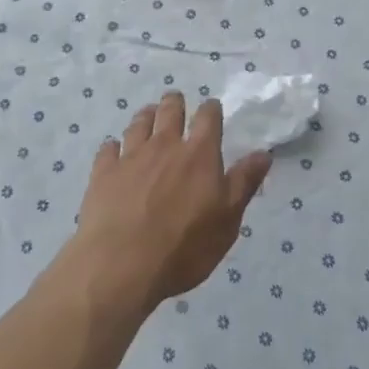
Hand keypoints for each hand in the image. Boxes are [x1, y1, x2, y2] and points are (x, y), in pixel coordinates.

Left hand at [70, 90, 271, 315]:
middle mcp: (165, 145)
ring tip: (149, 117)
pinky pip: (108, 148)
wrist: (122, 265)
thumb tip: (264, 153)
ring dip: (146, 116)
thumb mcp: (227, 220)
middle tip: (176, 104)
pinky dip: (114, 147)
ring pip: (139, 122)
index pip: (208, 117)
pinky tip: (114, 151)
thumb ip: (244, 183)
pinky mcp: (104, 172)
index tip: (212, 109)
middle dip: (175, 103)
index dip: (211, 110)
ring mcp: (131, 156)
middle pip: (170, 110)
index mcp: (199, 154)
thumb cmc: (184, 247)